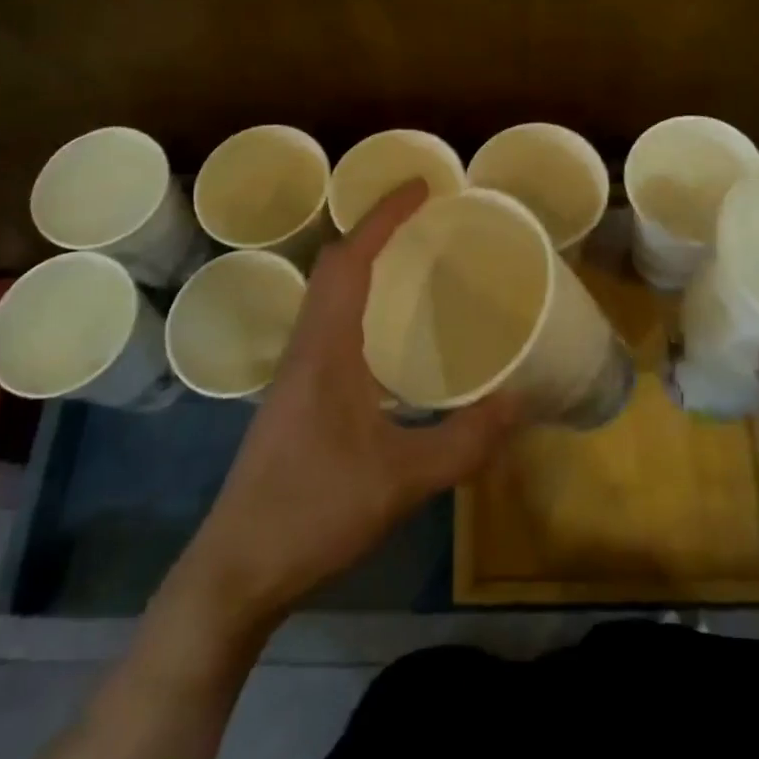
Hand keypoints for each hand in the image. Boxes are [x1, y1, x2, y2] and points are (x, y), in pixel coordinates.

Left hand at [174, 181, 518, 632]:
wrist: (237, 570)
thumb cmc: (313, 512)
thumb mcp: (402, 479)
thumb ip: (465, 441)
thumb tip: (521, 401)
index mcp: (325, 348)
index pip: (350, 259)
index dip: (384, 216)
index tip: (421, 187)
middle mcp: (305, 347)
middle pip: (334, 267)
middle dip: (375, 231)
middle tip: (425, 222)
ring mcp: (295, 373)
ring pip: (328, 296)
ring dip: (365, 267)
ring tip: (413, 265)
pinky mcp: (297, 398)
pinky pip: (329, 326)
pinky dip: (360, 305)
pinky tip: (390, 338)